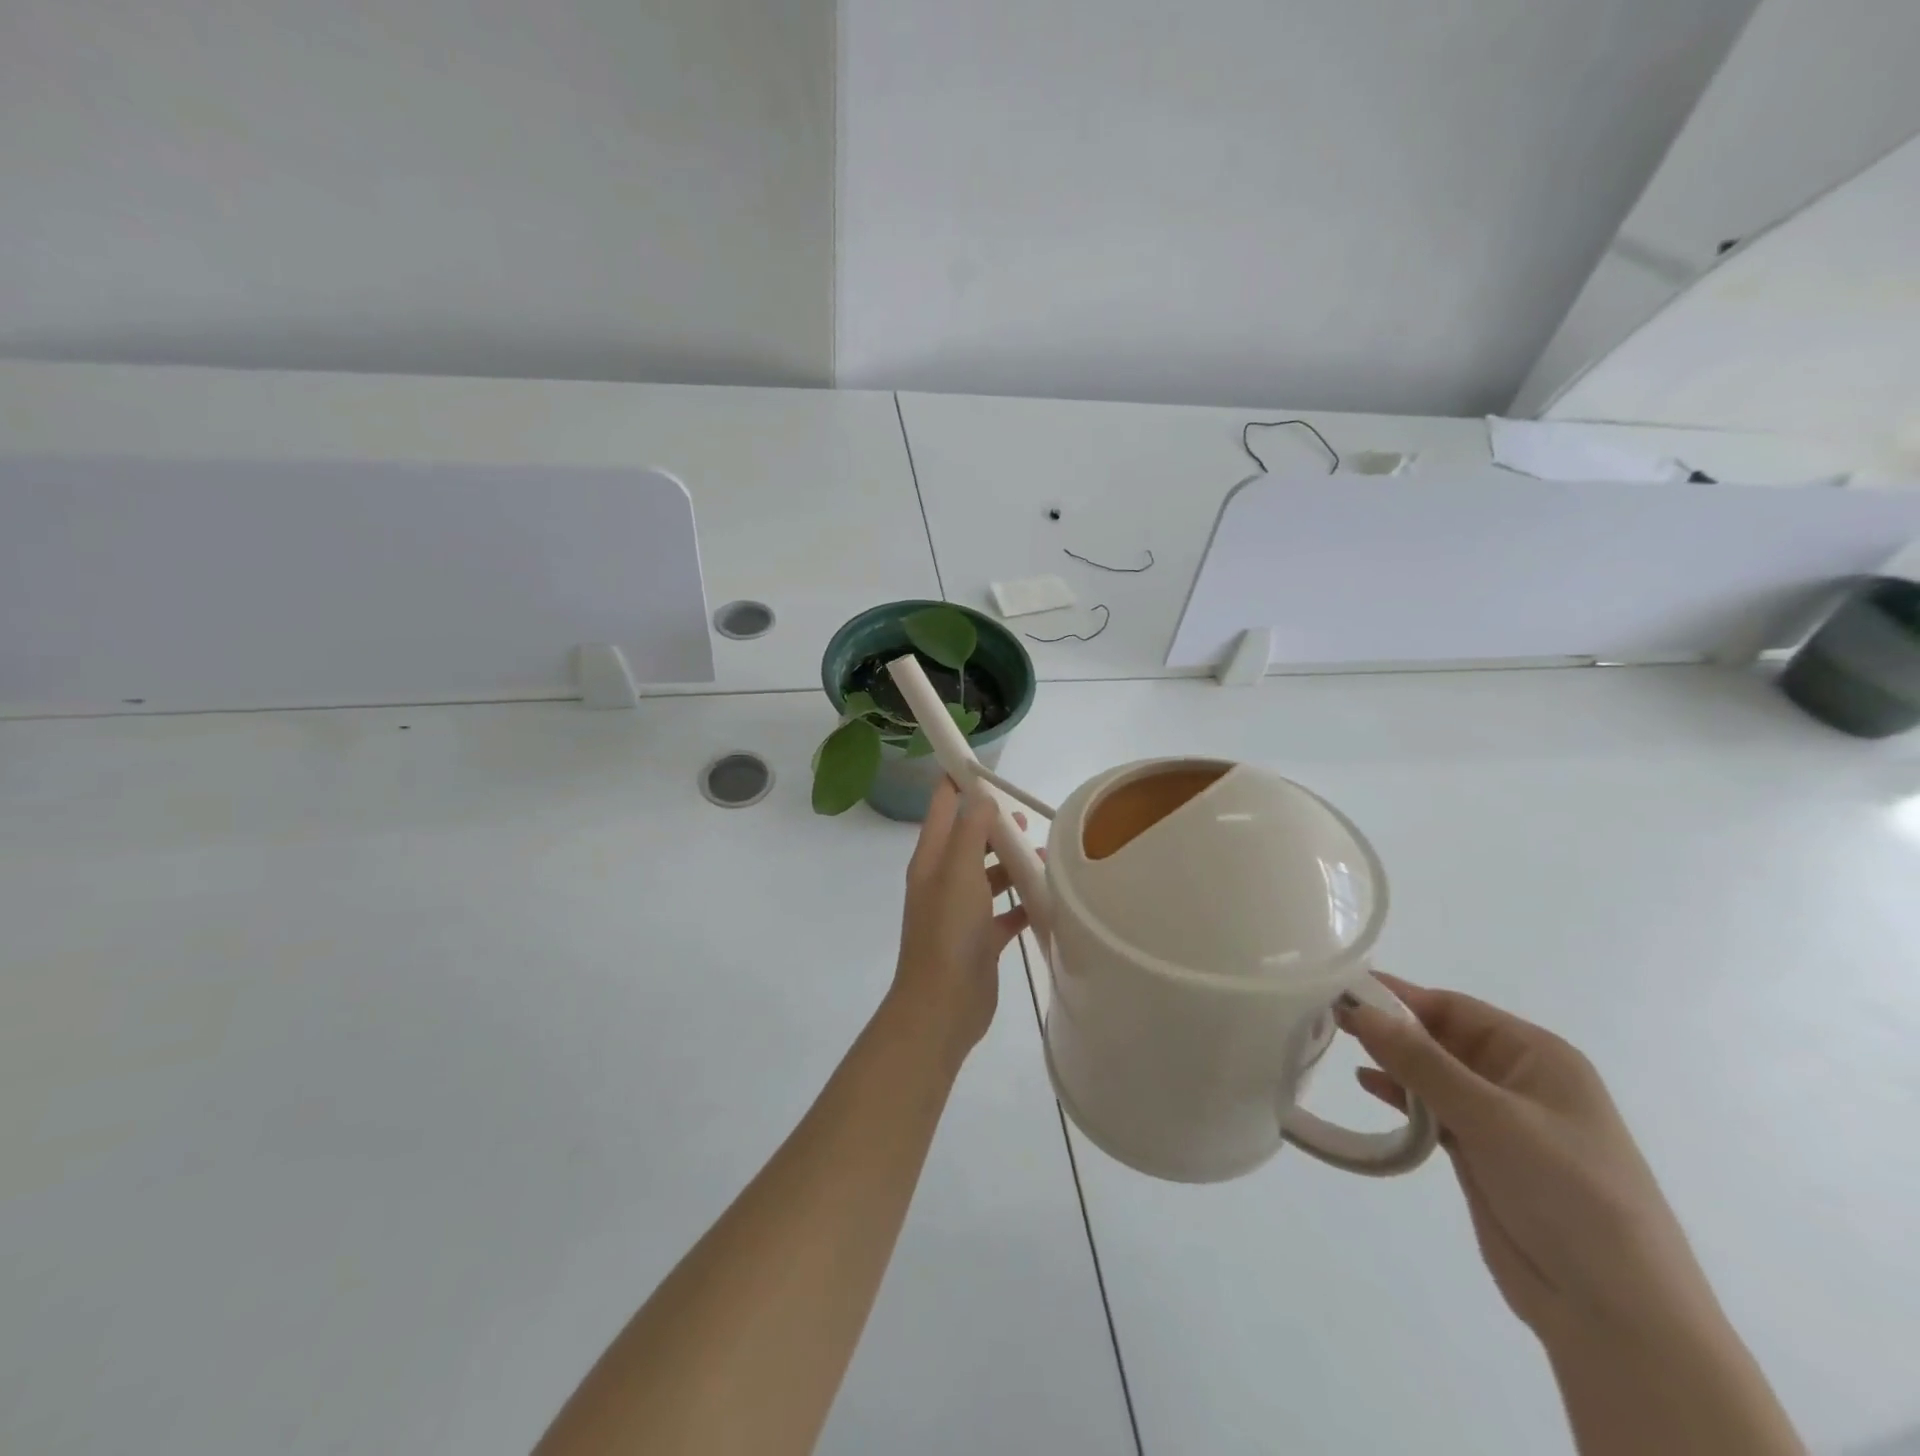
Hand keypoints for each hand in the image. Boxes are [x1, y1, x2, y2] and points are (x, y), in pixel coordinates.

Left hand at [889, 780, 1031, 1057]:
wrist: (943, 1006)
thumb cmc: (949, 931)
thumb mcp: (959, 871)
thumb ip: (971, 830)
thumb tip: (981, 795)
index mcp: (931, 858)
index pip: (942, 806)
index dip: (959, 781)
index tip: (988, 767)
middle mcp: (944, 879)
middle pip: (969, 838)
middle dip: (995, 824)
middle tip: (1025, 817)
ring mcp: (962, 910)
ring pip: (989, 874)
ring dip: (1013, 863)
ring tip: (1045, 857)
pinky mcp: (981, 938)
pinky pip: (1005, 911)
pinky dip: (1023, 902)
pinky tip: (1048, 899)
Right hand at [1341, 976, 1719, 1348]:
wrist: (1618, 1317)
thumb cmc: (1568, 1194)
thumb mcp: (1492, 1118)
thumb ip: (1421, 1062)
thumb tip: (1360, 1008)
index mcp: (1537, 1056)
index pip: (1453, 1007)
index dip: (1397, 996)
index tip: (1339, 986)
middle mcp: (1518, 1079)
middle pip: (1440, 1037)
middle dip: (1388, 1025)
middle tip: (1326, 1013)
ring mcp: (1500, 1120)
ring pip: (1432, 1073)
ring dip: (1391, 1059)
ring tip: (1336, 1042)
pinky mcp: (1482, 1155)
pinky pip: (1432, 1110)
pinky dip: (1400, 1096)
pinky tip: (1367, 1086)